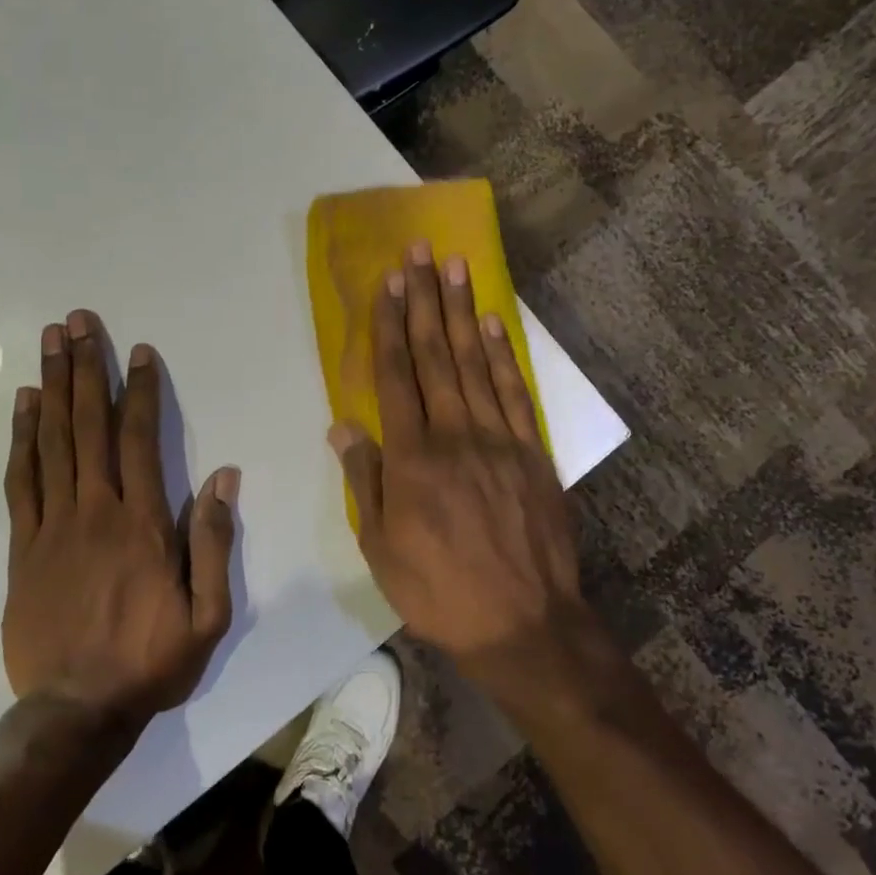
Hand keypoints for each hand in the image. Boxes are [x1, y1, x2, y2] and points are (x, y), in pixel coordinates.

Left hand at [2, 311, 238, 727]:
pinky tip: (24, 405)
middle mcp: (95, 511)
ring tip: (49, 342)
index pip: (140, 440)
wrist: (75, 712)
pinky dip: (22, 438)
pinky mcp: (22, 547)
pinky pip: (21, 481)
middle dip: (85, 368)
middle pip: (89, 426)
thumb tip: (223, 476)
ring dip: (53, 387)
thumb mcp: (208, 613)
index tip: (137, 352)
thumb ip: (213, 541)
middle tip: (78, 321)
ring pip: (53, 442)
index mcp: (142, 524)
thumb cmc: (150, 661)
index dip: (139, 392)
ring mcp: (52, 526)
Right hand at [329, 242, 585, 675]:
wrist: (523, 622)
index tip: (389, 282)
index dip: (390, 324)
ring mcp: (499, 440)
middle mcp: (455, 434)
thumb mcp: (380, 547)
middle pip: (436, 355)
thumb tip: (342, 426)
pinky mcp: (533, 453)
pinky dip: (502, 356)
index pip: (396, 375)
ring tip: (457, 268)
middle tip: (422, 252)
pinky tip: (492, 325)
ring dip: (463, 313)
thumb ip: (365, 480)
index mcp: (413, 457)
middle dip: (426, 300)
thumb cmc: (438, 590)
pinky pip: (515, 393)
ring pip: (475, 364)